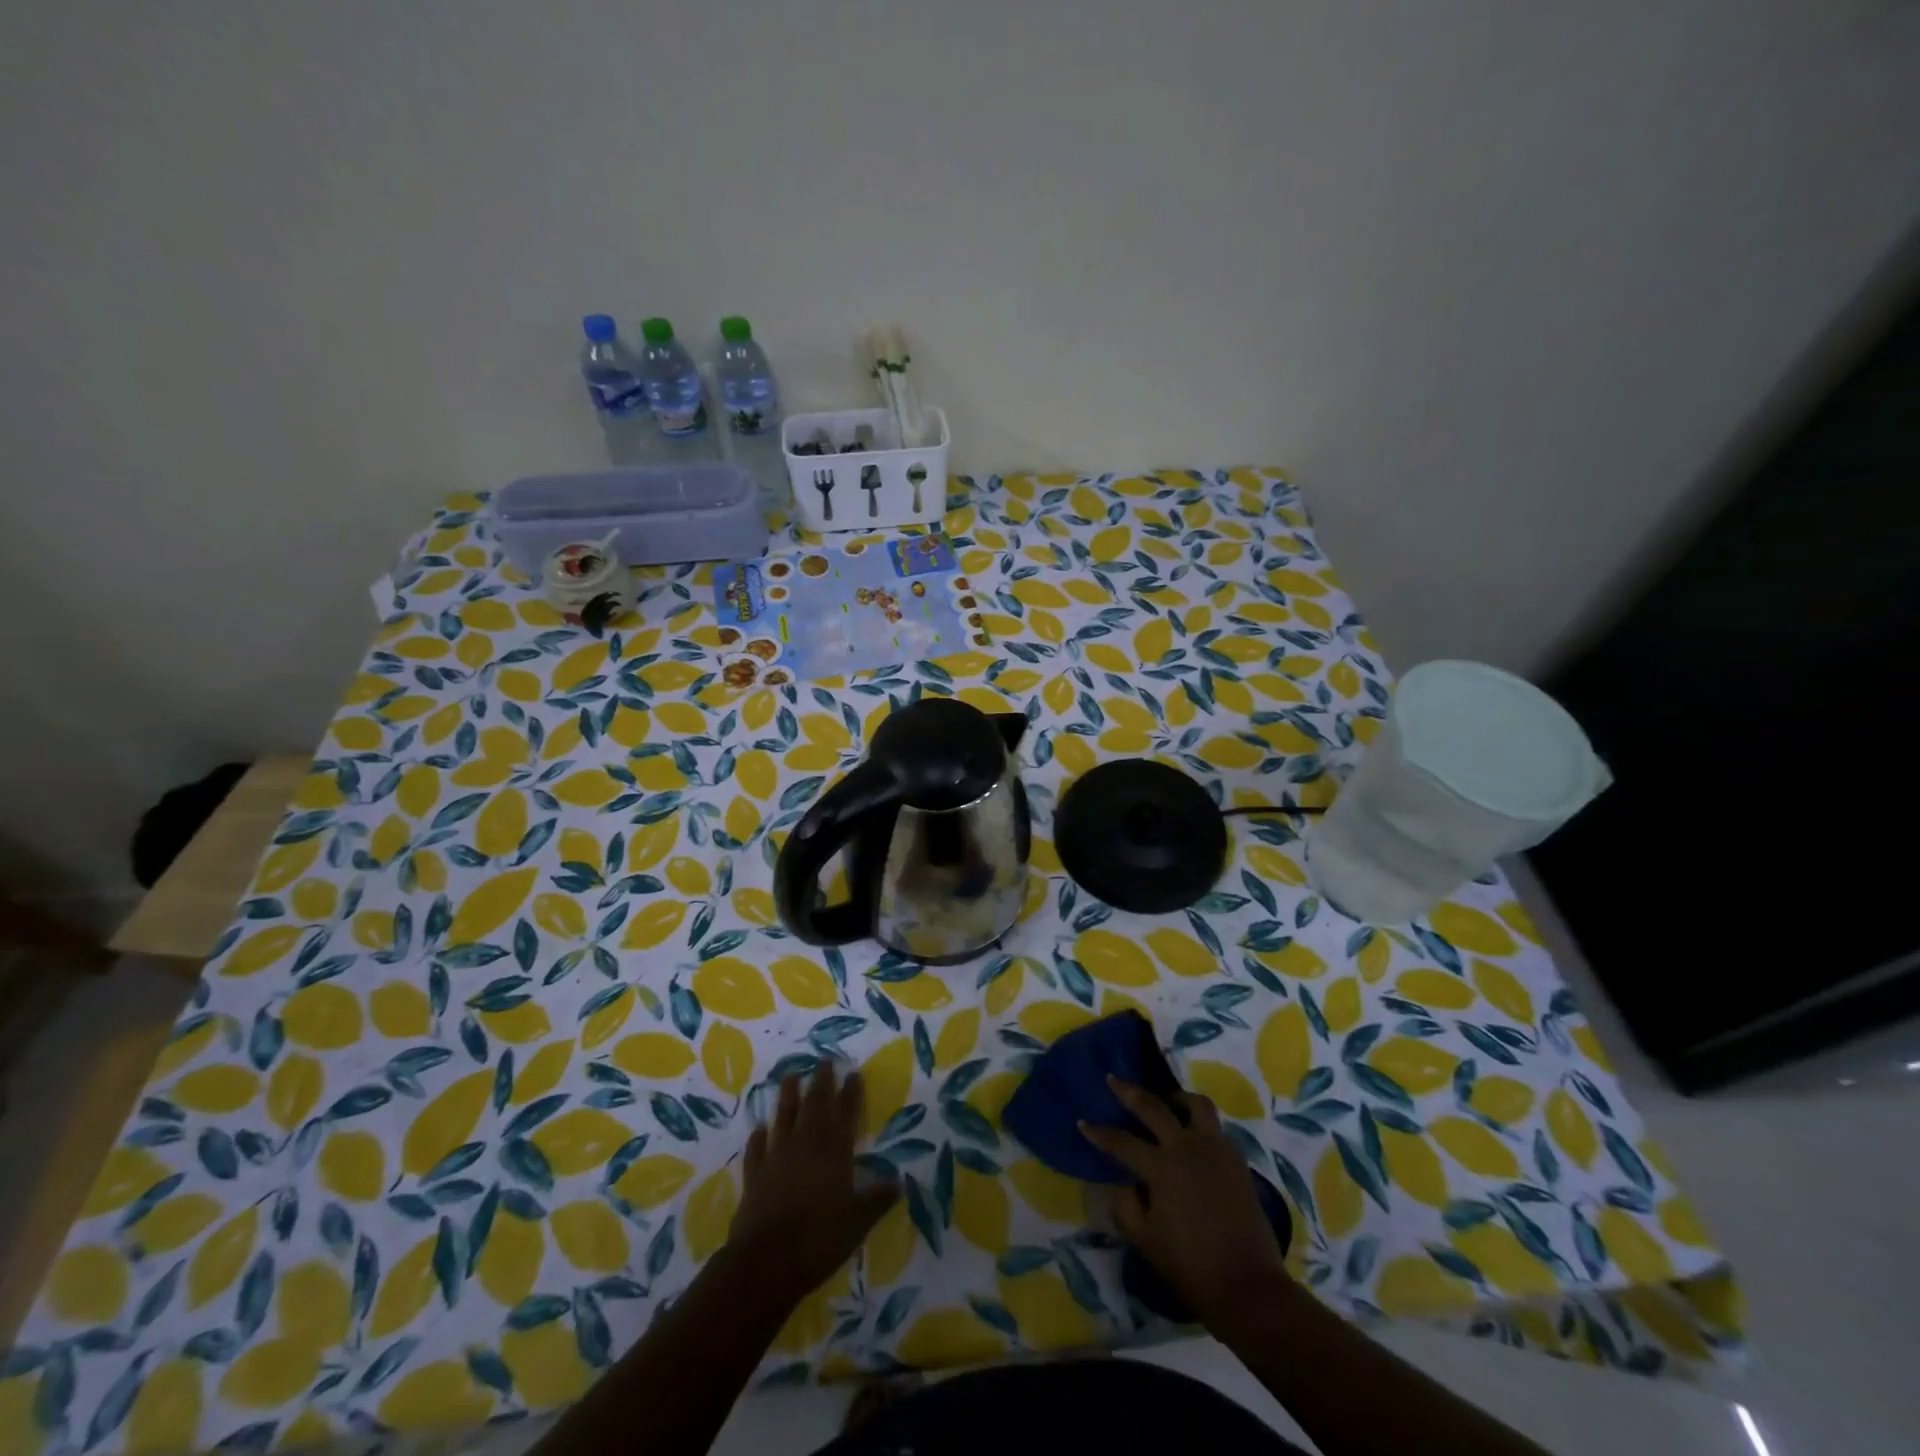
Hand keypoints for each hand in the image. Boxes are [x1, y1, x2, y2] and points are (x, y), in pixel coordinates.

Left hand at [725, 1062, 898, 1300]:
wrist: (767, 1261)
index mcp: (835, 1154)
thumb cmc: (819, 1239)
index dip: (851, 1093)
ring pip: (784, 1118)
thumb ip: (877, 1199)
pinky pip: (757, 1150)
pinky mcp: (755, 1175)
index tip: (854, 1072)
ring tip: (789, 1074)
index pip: (846, 1115)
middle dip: (821, 1082)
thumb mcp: (858, 1222)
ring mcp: (778, 1158)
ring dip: (787, 1096)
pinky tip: (759, 1128)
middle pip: (815, 1106)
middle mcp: (807, 1146)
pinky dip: (758, 1137)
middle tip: (824, 1059)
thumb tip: (899, 1181)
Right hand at [1080, 1075, 1290, 1329]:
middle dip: (1129, 1091)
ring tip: (1164, 1102)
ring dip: (1175, 1098)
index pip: (1121, 1141)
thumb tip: (1120, 1184)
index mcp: (1162, 1167)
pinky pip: (1215, 1127)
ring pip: (1195, 1104)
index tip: (1083, 1122)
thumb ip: (1125, 1207)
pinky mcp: (1237, 1160)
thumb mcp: (1146, 1242)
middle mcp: (1188, 1147)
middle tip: (1114, 1080)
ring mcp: (1216, 1149)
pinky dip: (1198, 1122)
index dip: (1099, 1133)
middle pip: (1154, 1106)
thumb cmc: (1192, 1267)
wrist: (1250, 1288)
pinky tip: (1191, 1136)